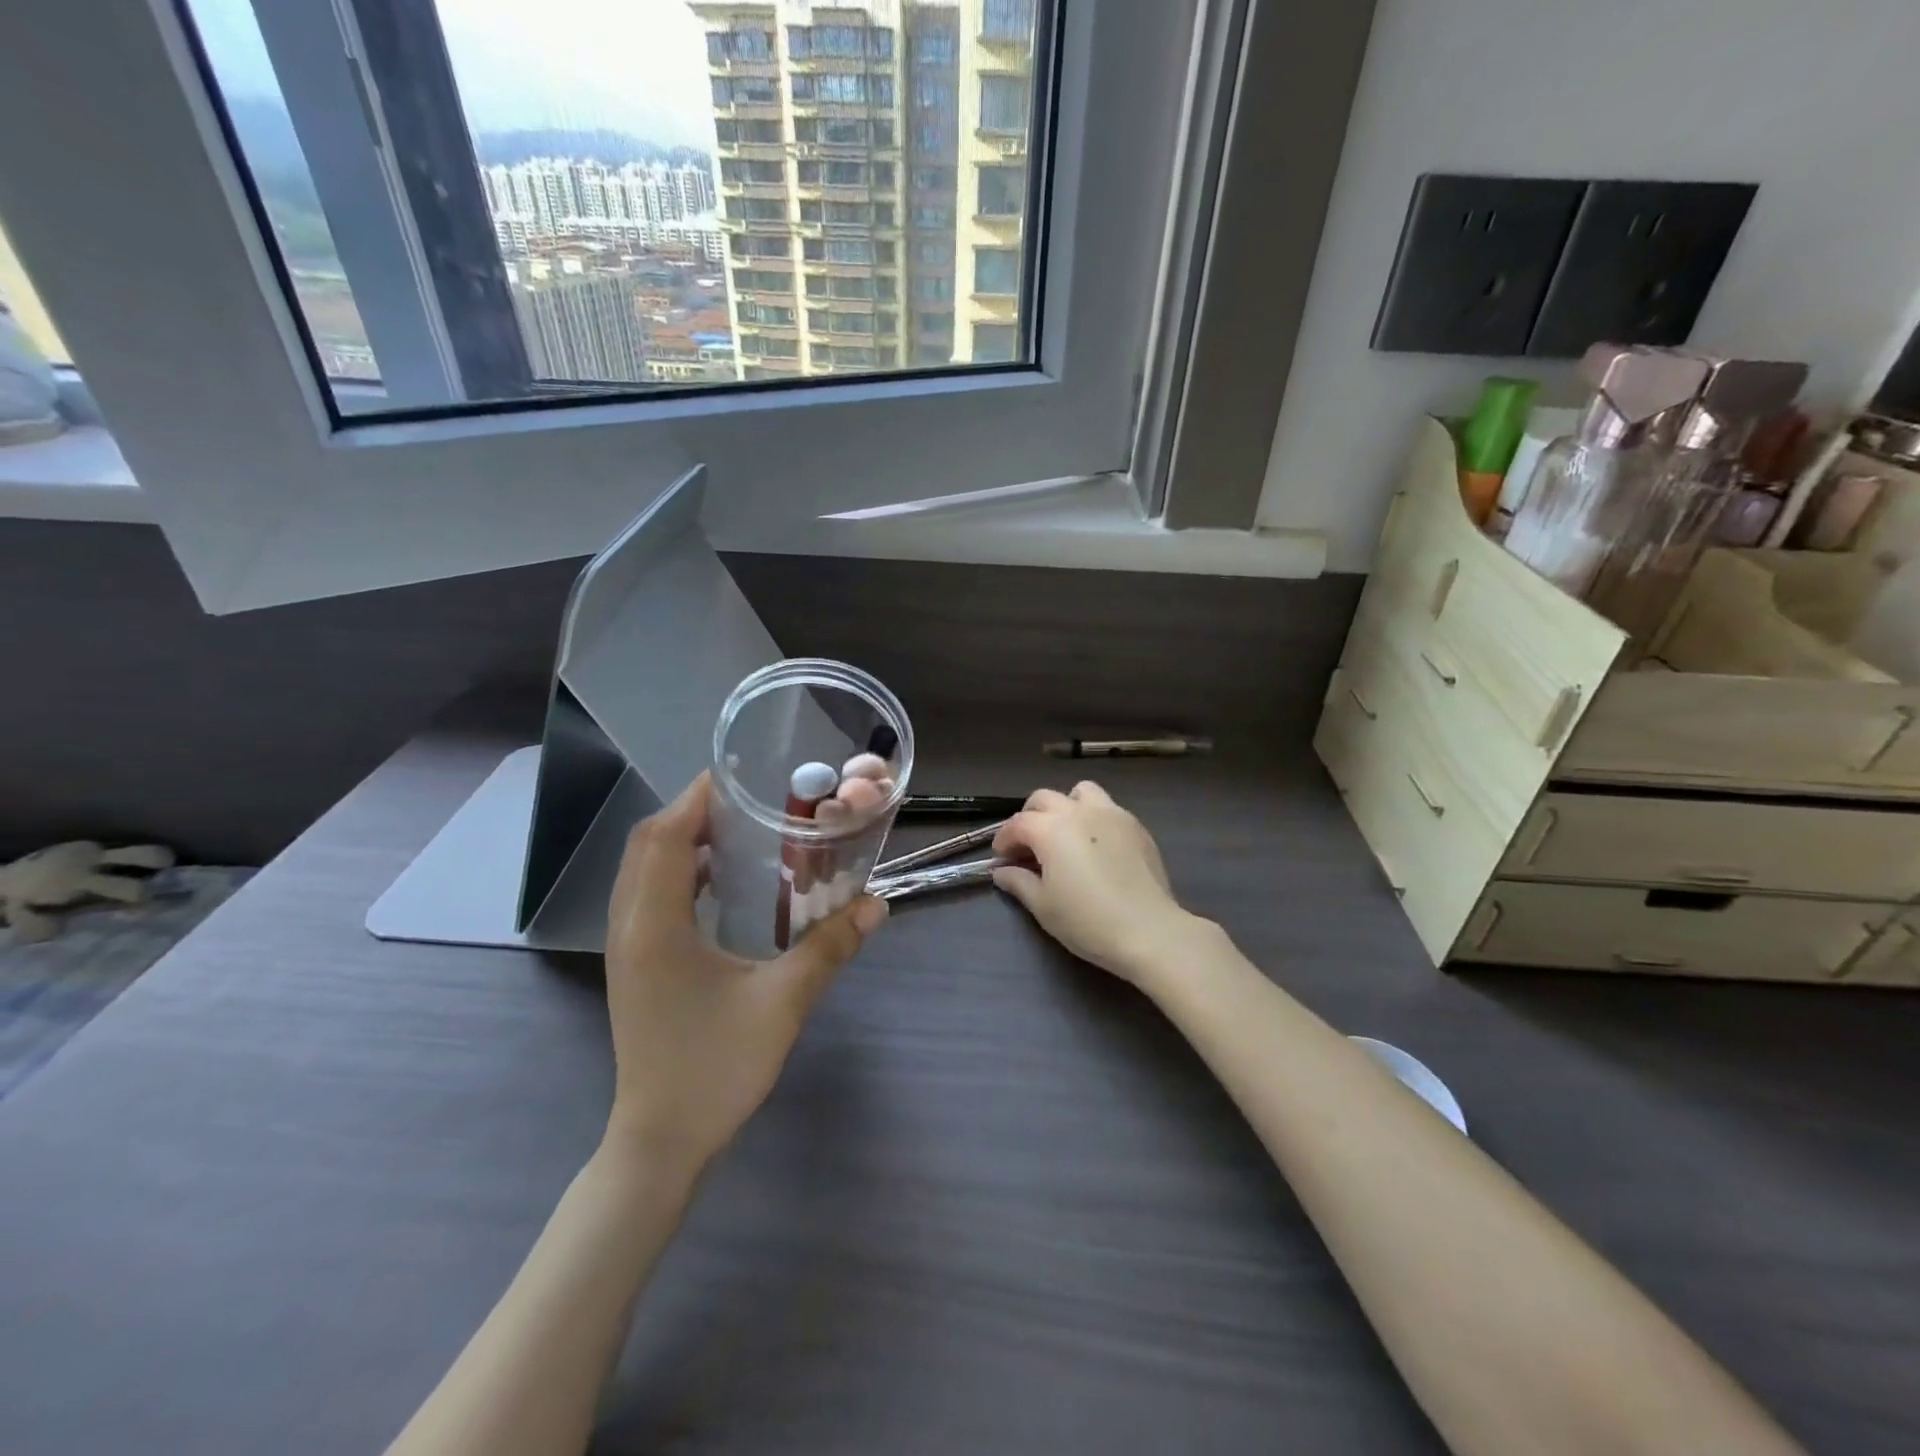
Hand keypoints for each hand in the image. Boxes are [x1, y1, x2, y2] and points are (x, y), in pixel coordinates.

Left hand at [602, 773, 886, 1169]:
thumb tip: (876, 906)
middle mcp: (629, 926)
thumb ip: (829, 948)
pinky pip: (648, 896)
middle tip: (747, 800)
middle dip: (692, 812)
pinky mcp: (634, 964)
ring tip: (737, 829)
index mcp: (655, 926)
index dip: (697, 799)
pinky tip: (720, 882)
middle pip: (648, 845)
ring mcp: (626, 947)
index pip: (666, 837)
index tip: (740, 775)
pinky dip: (678, 872)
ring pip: (643, 870)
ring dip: (682, 840)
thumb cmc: (715, 1068)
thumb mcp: (782, 1003)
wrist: (660, 1141)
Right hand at [992, 782, 1197, 985]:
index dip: (1004, 839)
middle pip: (1044, 798)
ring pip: (1080, 792)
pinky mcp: (1135, 825)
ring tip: (1065, 833)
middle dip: (1030, 816)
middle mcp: (1078, 811)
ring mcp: (1111, 813)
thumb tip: (1003, 872)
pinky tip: (1096, 846)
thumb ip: (1019, 883)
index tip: (1002, 857)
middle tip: (1028, 844)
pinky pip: (1107, 808)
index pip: (1017, 823)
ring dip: (1066, 806)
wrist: (1148, 930)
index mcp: (1051, 829)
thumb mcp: (1043, 906)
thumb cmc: (1087, 921)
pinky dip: (1093, 818)